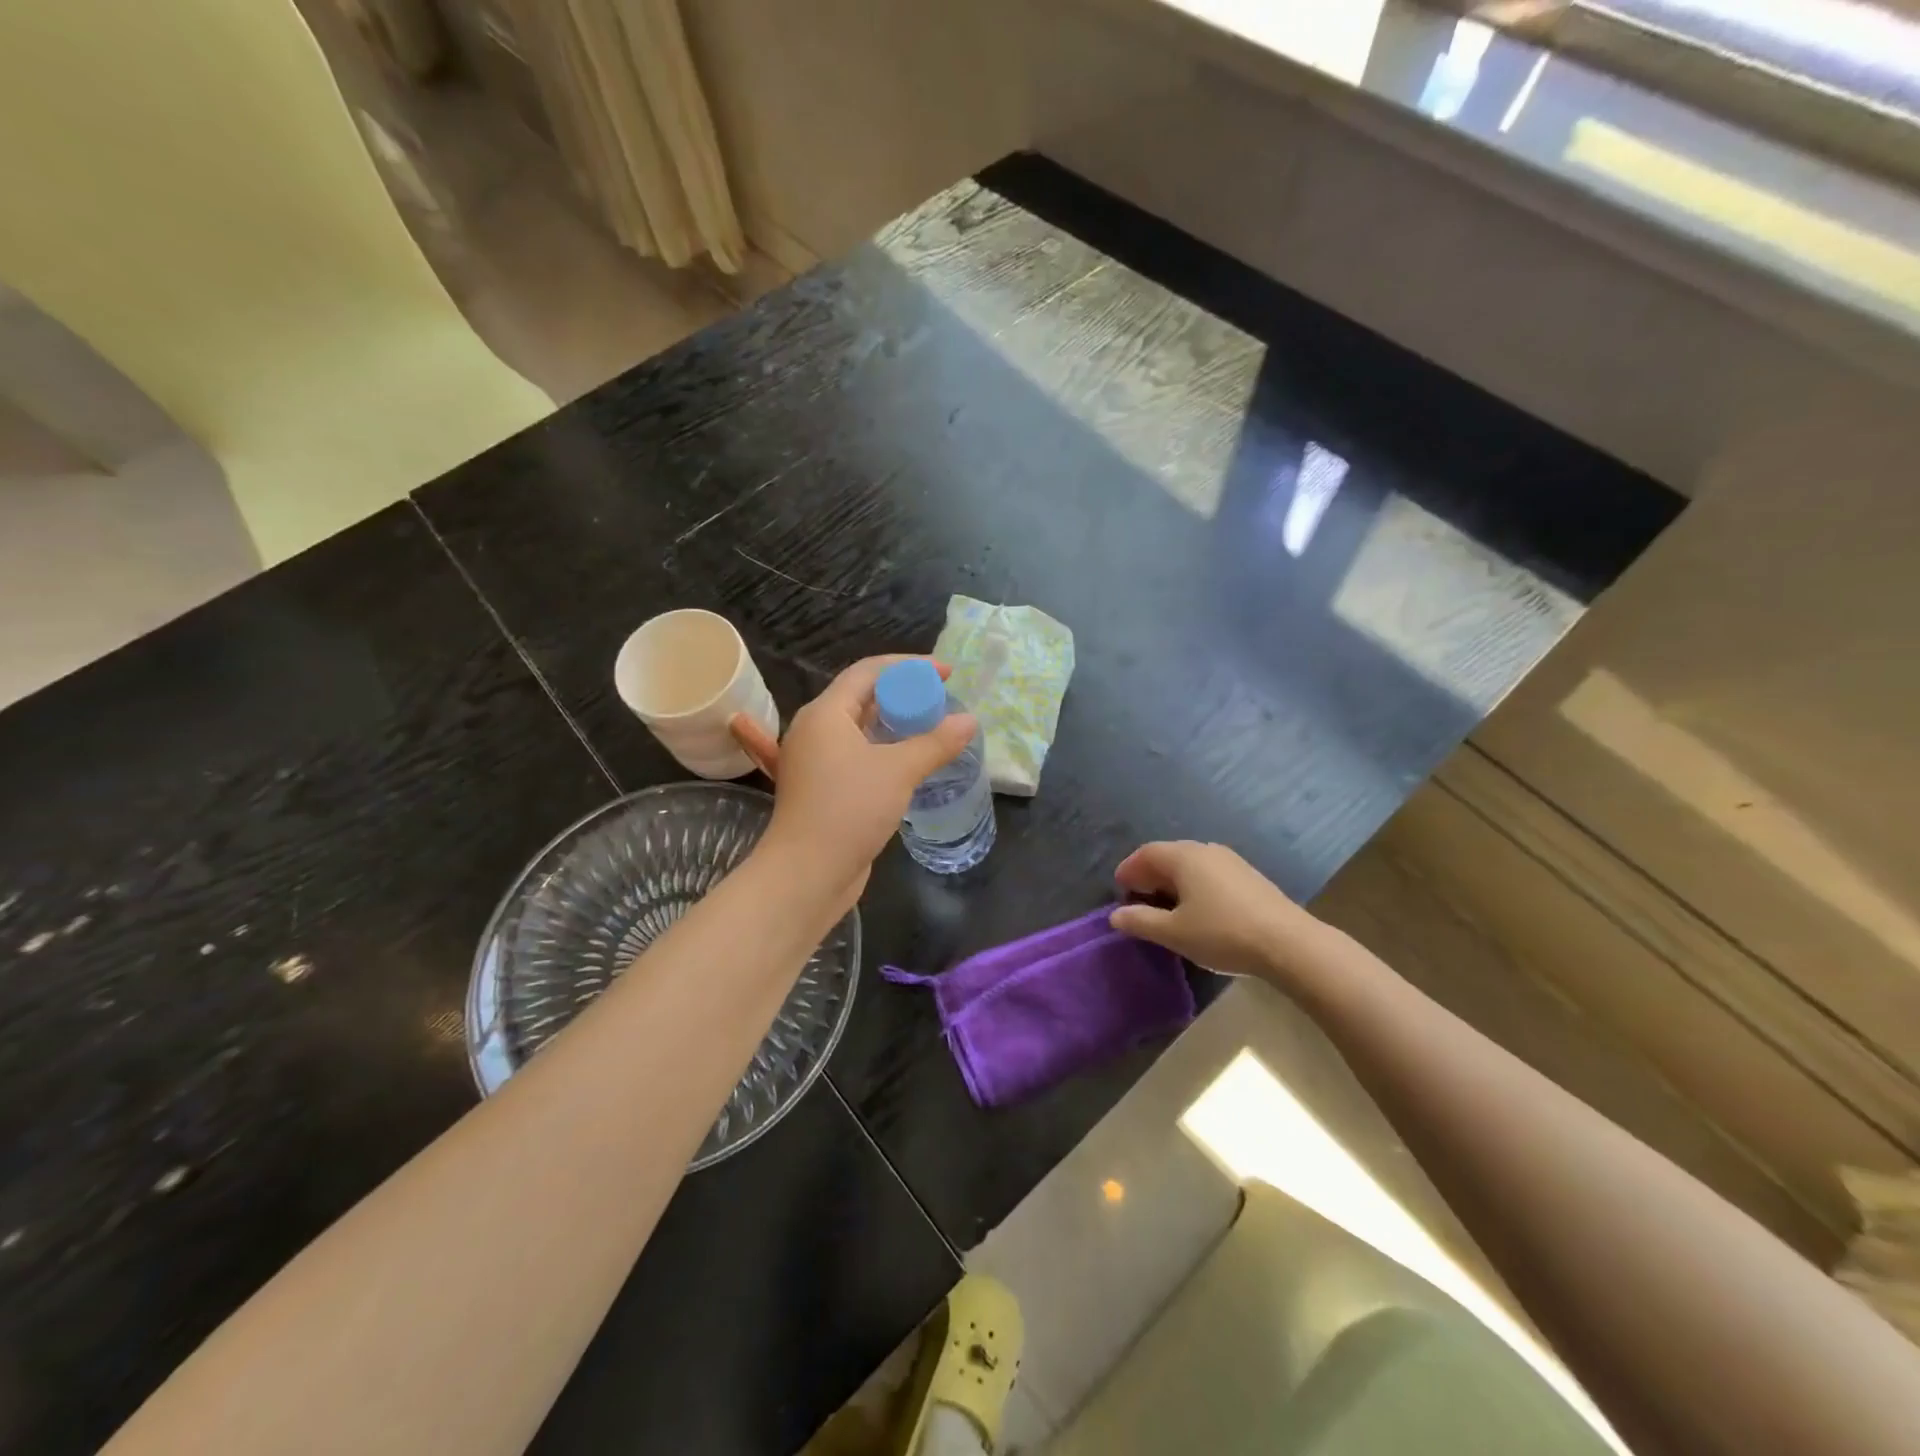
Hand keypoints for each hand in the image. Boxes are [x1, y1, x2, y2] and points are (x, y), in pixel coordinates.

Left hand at [731, 656, 975, 913]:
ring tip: (933, 727)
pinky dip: (885, 750)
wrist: (807, 874)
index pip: (869, 671)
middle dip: (904, 694)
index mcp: (826, 713)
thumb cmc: (849, 809)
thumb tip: (969, 721)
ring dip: (896, 724)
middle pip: (863, 697)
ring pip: (861, 729)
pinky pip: (858, 755)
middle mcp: (816, 730)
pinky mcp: (823, 788)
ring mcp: (816, 761)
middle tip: (942, 701)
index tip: (947, 673)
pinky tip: (911, 761)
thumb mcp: (899, 770)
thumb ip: (936, 742)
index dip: (910, 666)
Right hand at [1110, 840, 1329, 981]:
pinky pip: (1210, 873)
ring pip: (1191, 864)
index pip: (1146, 853)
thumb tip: (1116, 915)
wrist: (1288, 944)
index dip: (1129, 869)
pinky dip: (1194, 885)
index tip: (1119, 890)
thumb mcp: (1174, 933)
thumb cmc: (1222, 933)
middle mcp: (1206, 850)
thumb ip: (1141, 921)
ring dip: (1173, 880)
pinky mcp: (1249, 877)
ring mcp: (1231, 861)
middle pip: (1169, 855)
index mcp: (1184, 857)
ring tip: (1166, 906)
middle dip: (1149, 874)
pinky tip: (1198, 909)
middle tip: (1138, 897)